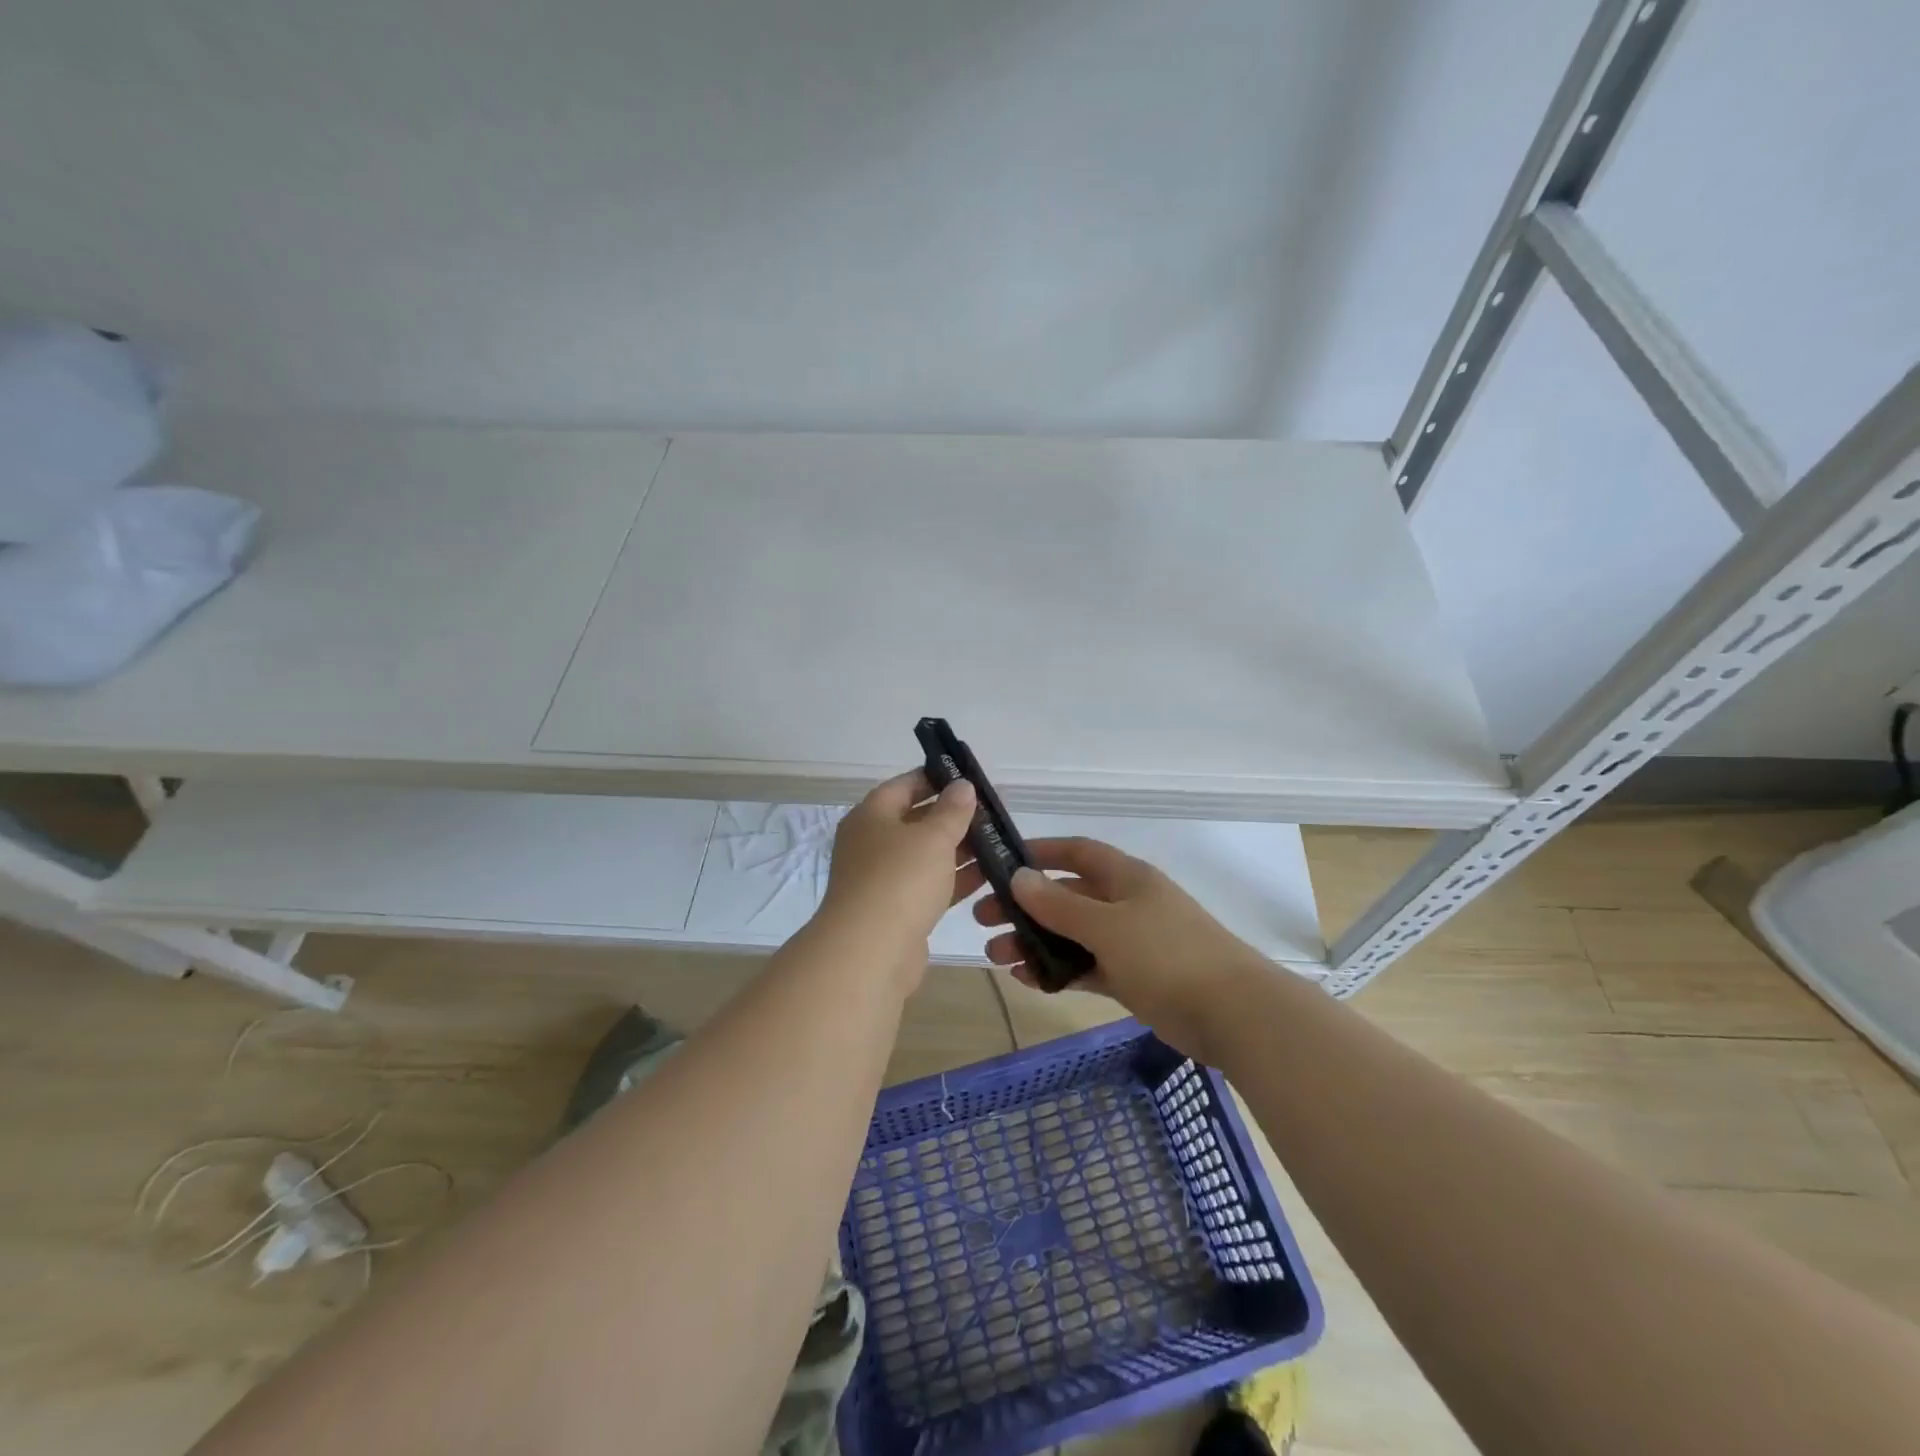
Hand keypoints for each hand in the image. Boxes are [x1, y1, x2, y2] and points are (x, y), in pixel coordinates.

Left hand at [816, 770, 976, 965]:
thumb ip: (952, 810)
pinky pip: (929, 886)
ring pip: (925, 856)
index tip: (968, 778)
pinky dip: (954, 879)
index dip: (935, 778)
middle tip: (992, 812)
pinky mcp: (896, 911)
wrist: (870, 952)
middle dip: (952, 817)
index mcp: (871, 816)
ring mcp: (882, 879)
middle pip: (915, 821)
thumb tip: (962, 786)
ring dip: (958, 850)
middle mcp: (871, 844)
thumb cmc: (900, 880)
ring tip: (997, 842)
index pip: (904, 785)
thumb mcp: (933, 837)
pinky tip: (987, 876)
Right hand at [965, 837, 1268, 1058]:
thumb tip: (1019, 877)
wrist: (1233, 1014)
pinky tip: (1029, 979)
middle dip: (1026, 906)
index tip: (1001, 863)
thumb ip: (1061, 905)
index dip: (1040, 852)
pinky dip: (1059, 970)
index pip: (1076, 852)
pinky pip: (1087, 966)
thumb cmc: (1168, 955)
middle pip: (1068, 896)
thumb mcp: (1108, 926)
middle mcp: (1126, 903)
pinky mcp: (1134, 977)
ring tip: (998, 958)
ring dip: (1036, 942)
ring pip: (1073, 934)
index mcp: (1126, 877)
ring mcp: (1131, 941)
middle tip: (985, 920)